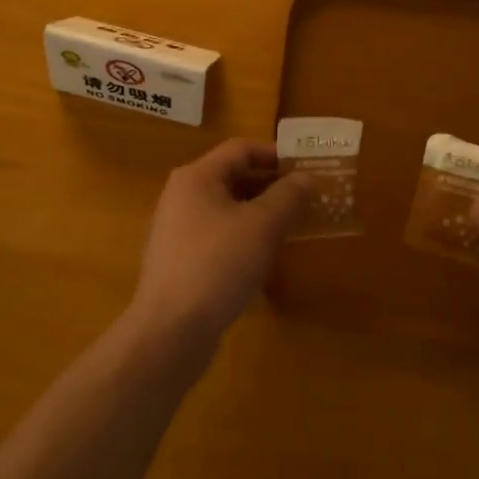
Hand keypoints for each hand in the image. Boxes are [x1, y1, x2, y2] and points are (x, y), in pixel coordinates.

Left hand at [129, 139, 312, 349]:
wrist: (171, 328)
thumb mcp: (261, 226)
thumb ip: (287, 196)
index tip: (307, 168)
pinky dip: (243, 236)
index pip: (241, 149)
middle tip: (307, 198)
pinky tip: (264, 256)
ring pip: (227, 208)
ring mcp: (178, 228)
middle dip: (271, 185)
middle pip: (232, 177)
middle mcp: (182, 195)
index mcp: (197, 177)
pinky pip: (218, 234)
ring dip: (260, 212)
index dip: (276, 154)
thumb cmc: (218, 264)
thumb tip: (306, 177)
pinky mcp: (180, 259)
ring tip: (292, 226)